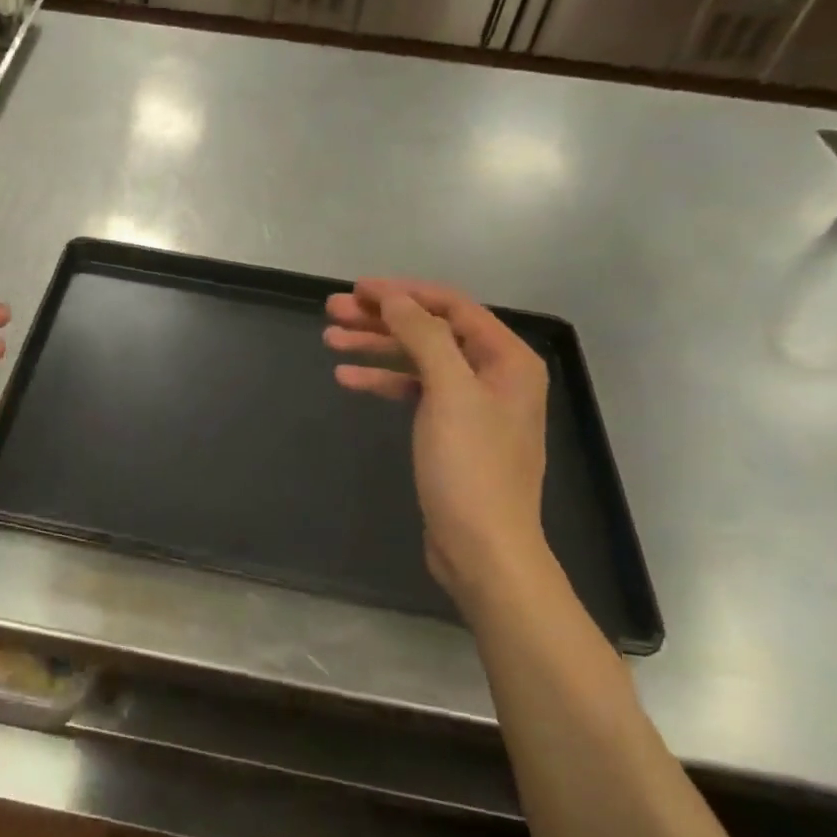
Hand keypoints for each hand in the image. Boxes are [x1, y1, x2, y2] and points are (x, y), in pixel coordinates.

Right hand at [325, 279, 551, 610]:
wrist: (482, 548)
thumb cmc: (470, 467)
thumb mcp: (449, 392)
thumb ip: (423, 336)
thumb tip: (393, 297)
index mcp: (506, 359)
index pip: (451, 306)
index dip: (402, 293)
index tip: (357, 288)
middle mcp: (492, 374)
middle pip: (430, 330)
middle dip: (382, 318)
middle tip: (333, 311)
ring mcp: (471, 404)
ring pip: (417, 359)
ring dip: (375, 347)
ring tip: (330, 339)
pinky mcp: (449, 431)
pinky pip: (413, 391)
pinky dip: (382, 381)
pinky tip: (348, 378)